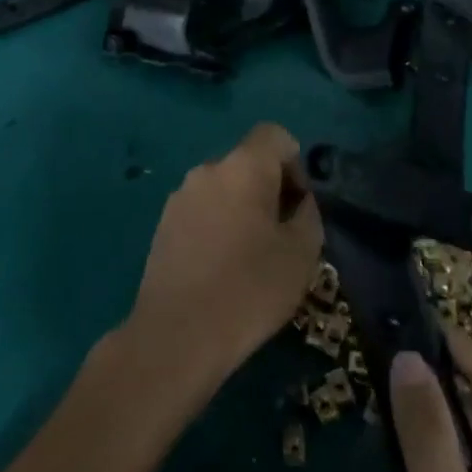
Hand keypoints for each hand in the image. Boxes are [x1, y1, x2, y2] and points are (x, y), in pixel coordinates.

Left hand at [128, 122, 322, 389]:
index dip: (294, 163)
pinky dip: (217, 226)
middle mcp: (208, 169)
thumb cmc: (249, 290)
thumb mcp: (301, 255)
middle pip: (248, 162)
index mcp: (243, 166)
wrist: (177, 337)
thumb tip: (299, 202)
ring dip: (242, 209)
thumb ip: (308, 215)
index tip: (298, 206)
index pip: (275, 135)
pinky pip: (202, 210)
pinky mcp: (163, 224)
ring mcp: (180, 196)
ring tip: (250, 258)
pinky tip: (220, 269)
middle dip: (269, 189)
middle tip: (280, 237)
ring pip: (224, 187)